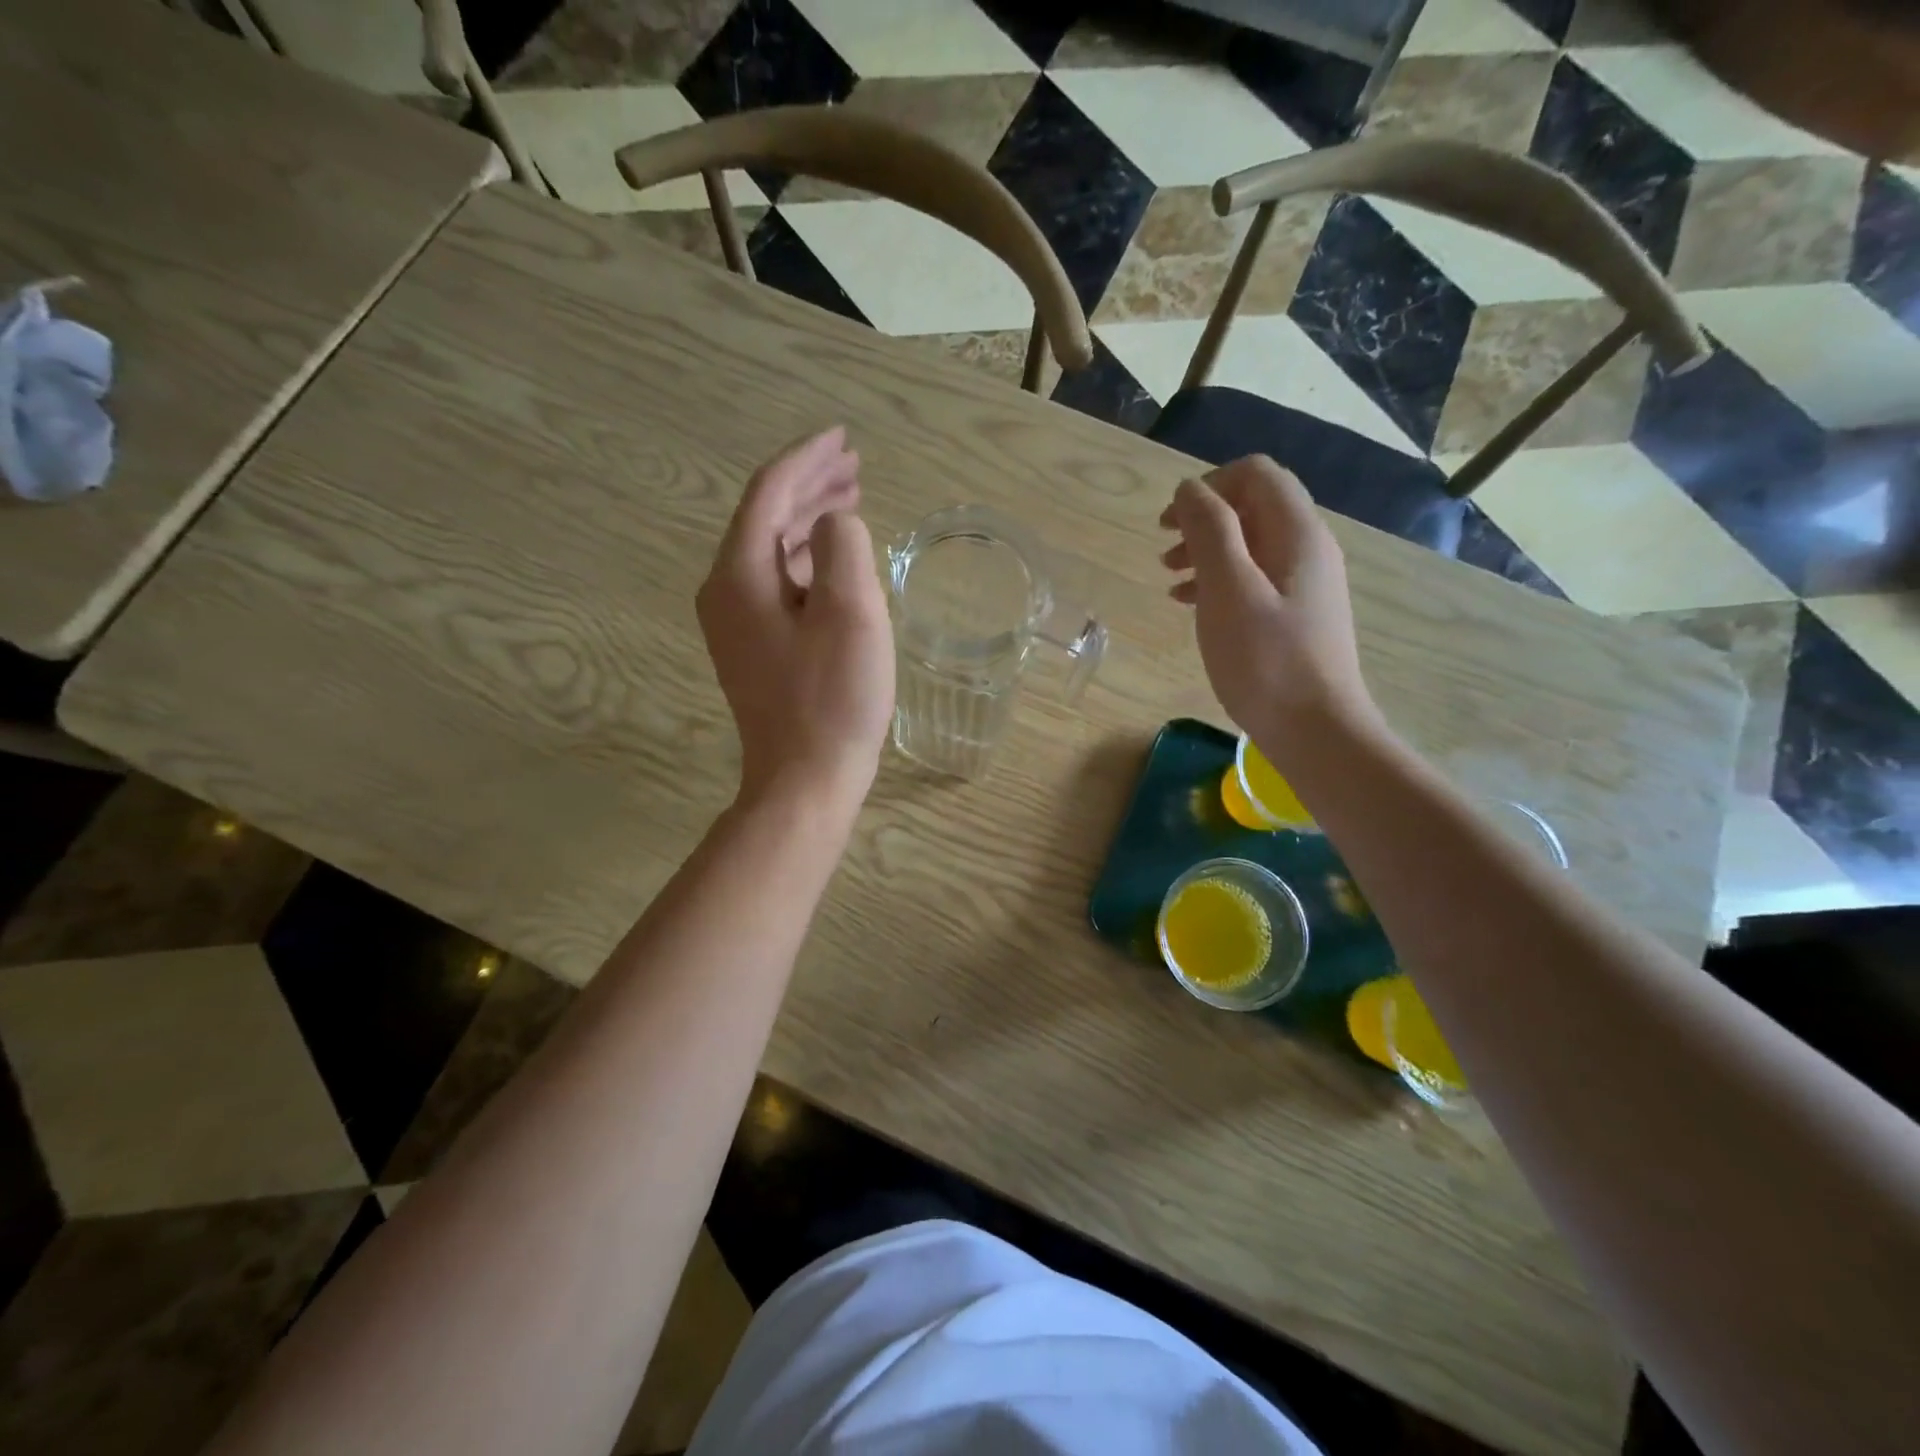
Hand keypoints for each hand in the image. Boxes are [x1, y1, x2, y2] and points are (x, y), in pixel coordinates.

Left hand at [699, 427, 894, 814]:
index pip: (768, 492)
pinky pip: (777, 582)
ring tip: (852, 501)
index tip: (843, 437)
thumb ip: (843, 545)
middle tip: (855, 467)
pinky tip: (835, 560)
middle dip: (810, 485)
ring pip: (772, 549)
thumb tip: (836, 525)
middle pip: (765, 516)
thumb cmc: (833, 698)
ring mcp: (735, 622)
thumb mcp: (852, 612)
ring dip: (810, 520)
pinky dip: (807, 560)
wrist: (804, 778)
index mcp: (740, 574)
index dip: (807, 458)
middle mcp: (725, 590)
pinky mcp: (753, 647)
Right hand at [1160, 456, 1378, 761]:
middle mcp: (1308, 549)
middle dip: (1204, 521)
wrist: (1316, 732)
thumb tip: (1190, 489)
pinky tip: (1192, 606)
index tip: (1170, 522)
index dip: (1208, 487)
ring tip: (1170, 581)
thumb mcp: (1229, 590)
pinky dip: (1219, 582)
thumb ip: (1209, 531)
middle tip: (1164, 552)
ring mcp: (1305, 584)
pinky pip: (1255, 579)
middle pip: (1253, 507)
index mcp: (1297, 533)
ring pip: (1251, 545)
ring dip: (1207, 552)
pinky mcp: (1296, 616)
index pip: (1255, 475)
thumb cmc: (1266, 661)